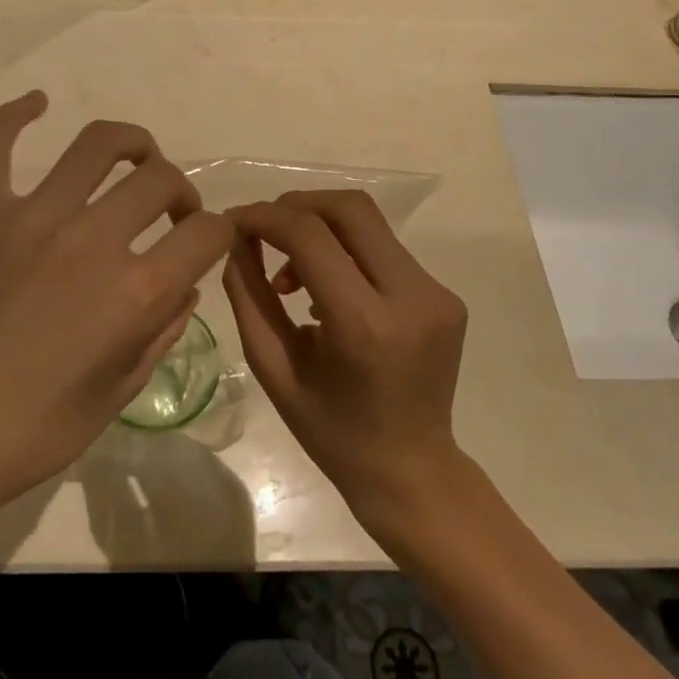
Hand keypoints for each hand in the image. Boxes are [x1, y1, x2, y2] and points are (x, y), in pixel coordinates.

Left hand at [0, 92, 231, 513]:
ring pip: (97, 145)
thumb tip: (183, 283)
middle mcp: (92, 240)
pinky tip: (37, 102)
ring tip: (137, 156)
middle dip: (181, 192)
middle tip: (171, 213)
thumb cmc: (37, 428)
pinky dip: (16, 115)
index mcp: (135, 292)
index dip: (220, 234)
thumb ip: (163, 329)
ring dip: (132, 143)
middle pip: (161, 179)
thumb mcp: (121, 390)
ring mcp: (32, 218)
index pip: (206, 234)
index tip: (207, 242)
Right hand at [224, 190, 467, 521]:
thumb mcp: (273, 367)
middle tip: (262, 232)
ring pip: (368, 223)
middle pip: (349, 209)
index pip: (309, 236)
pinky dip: (345, 252)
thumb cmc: (331, 431)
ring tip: (291, 277)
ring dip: (320, 229)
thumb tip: (236, 237)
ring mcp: (437, 294)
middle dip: (295, 206)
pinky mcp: (446, 295)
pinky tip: (327, 290)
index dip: (264, 217)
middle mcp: (411, 297)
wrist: (411, 472)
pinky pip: (384, 250)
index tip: (233, 222)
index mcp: (365, 326)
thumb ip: (249, 295)